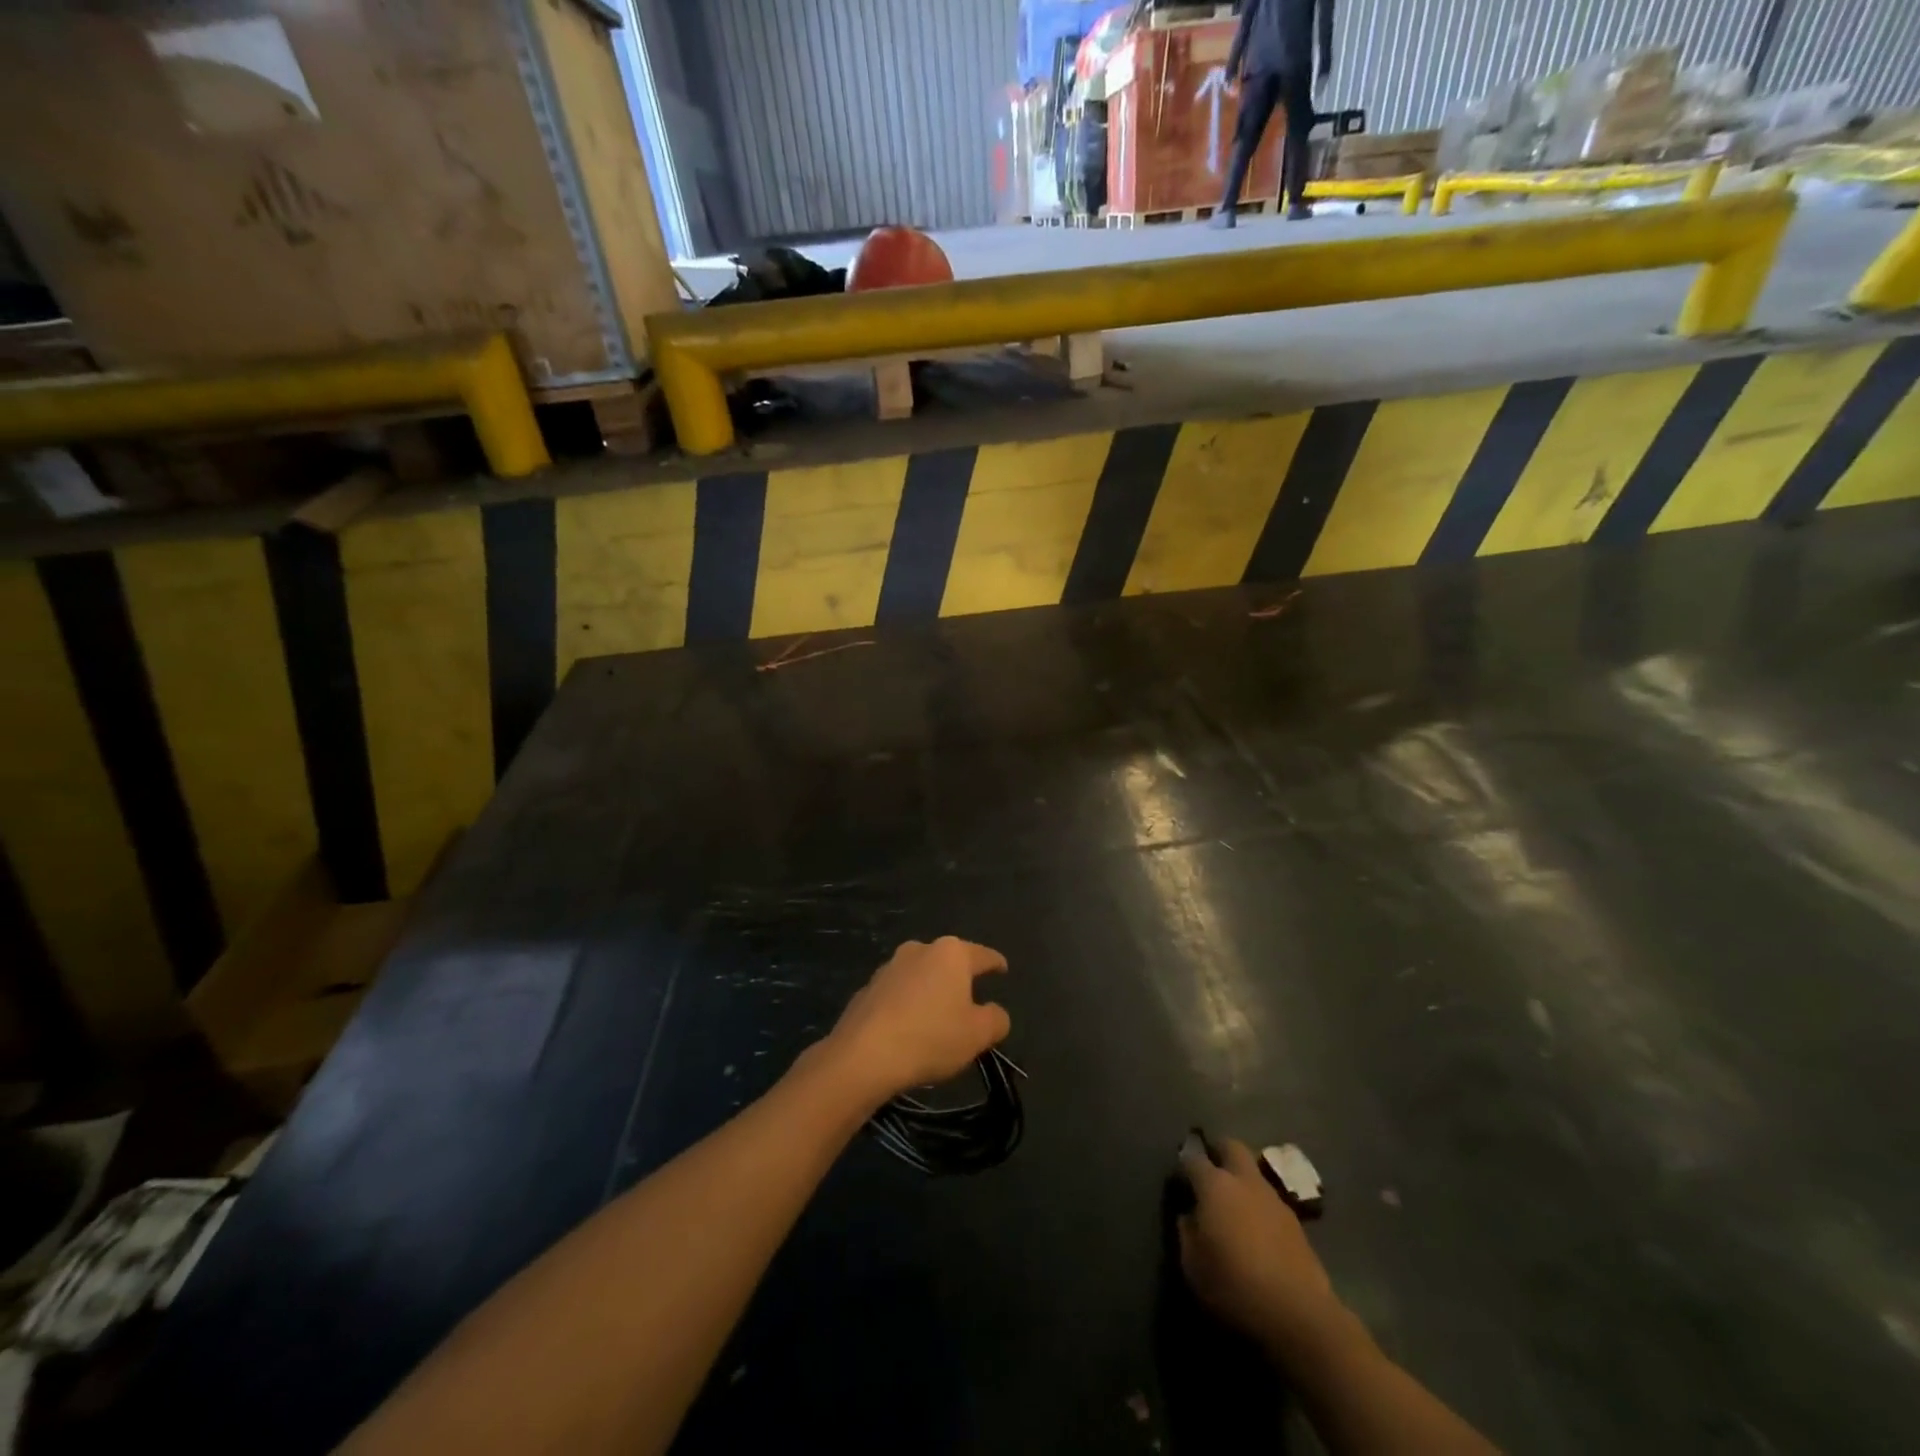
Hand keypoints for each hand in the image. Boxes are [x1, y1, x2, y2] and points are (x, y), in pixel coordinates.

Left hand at [824, 938, 1009, 1102]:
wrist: (864, 1054)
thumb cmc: (931, 1037)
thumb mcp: (978, 1034)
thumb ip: (996, 1019)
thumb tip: (994, 1013)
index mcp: (951, 953)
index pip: (983, 955)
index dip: (996, 963)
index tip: (1003, 968)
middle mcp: (919, 949)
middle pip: (948, 962)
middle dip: (959, 978)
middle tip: (970, 1000)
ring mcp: (889, 967)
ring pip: (921, 976)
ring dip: (931, 992)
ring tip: (938, 1018)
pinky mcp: (868, 988)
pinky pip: (898, 994)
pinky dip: (908, 1006)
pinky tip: (909, 1029)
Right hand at [1178, 1138, 1343, 1354]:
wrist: (1300, 1316)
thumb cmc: (1236, 1287)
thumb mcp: (1193, 1266)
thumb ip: (1186, 1233)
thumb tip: (1189, 1216)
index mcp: (1215, 1185)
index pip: (1193, 1158)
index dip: (1184, 1164)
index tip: (1179, 1177)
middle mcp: (1245, 1181)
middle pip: (1231, 1146)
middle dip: (1218, 1151)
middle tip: (1209, 1171)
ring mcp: (1274, 1198)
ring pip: (1254, 1172)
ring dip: (1241, 1179)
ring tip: (1233, 1205)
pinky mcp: (1295, 1221)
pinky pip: (1269, 1200)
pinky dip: (1258, 1205)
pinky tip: (1256, 1229)